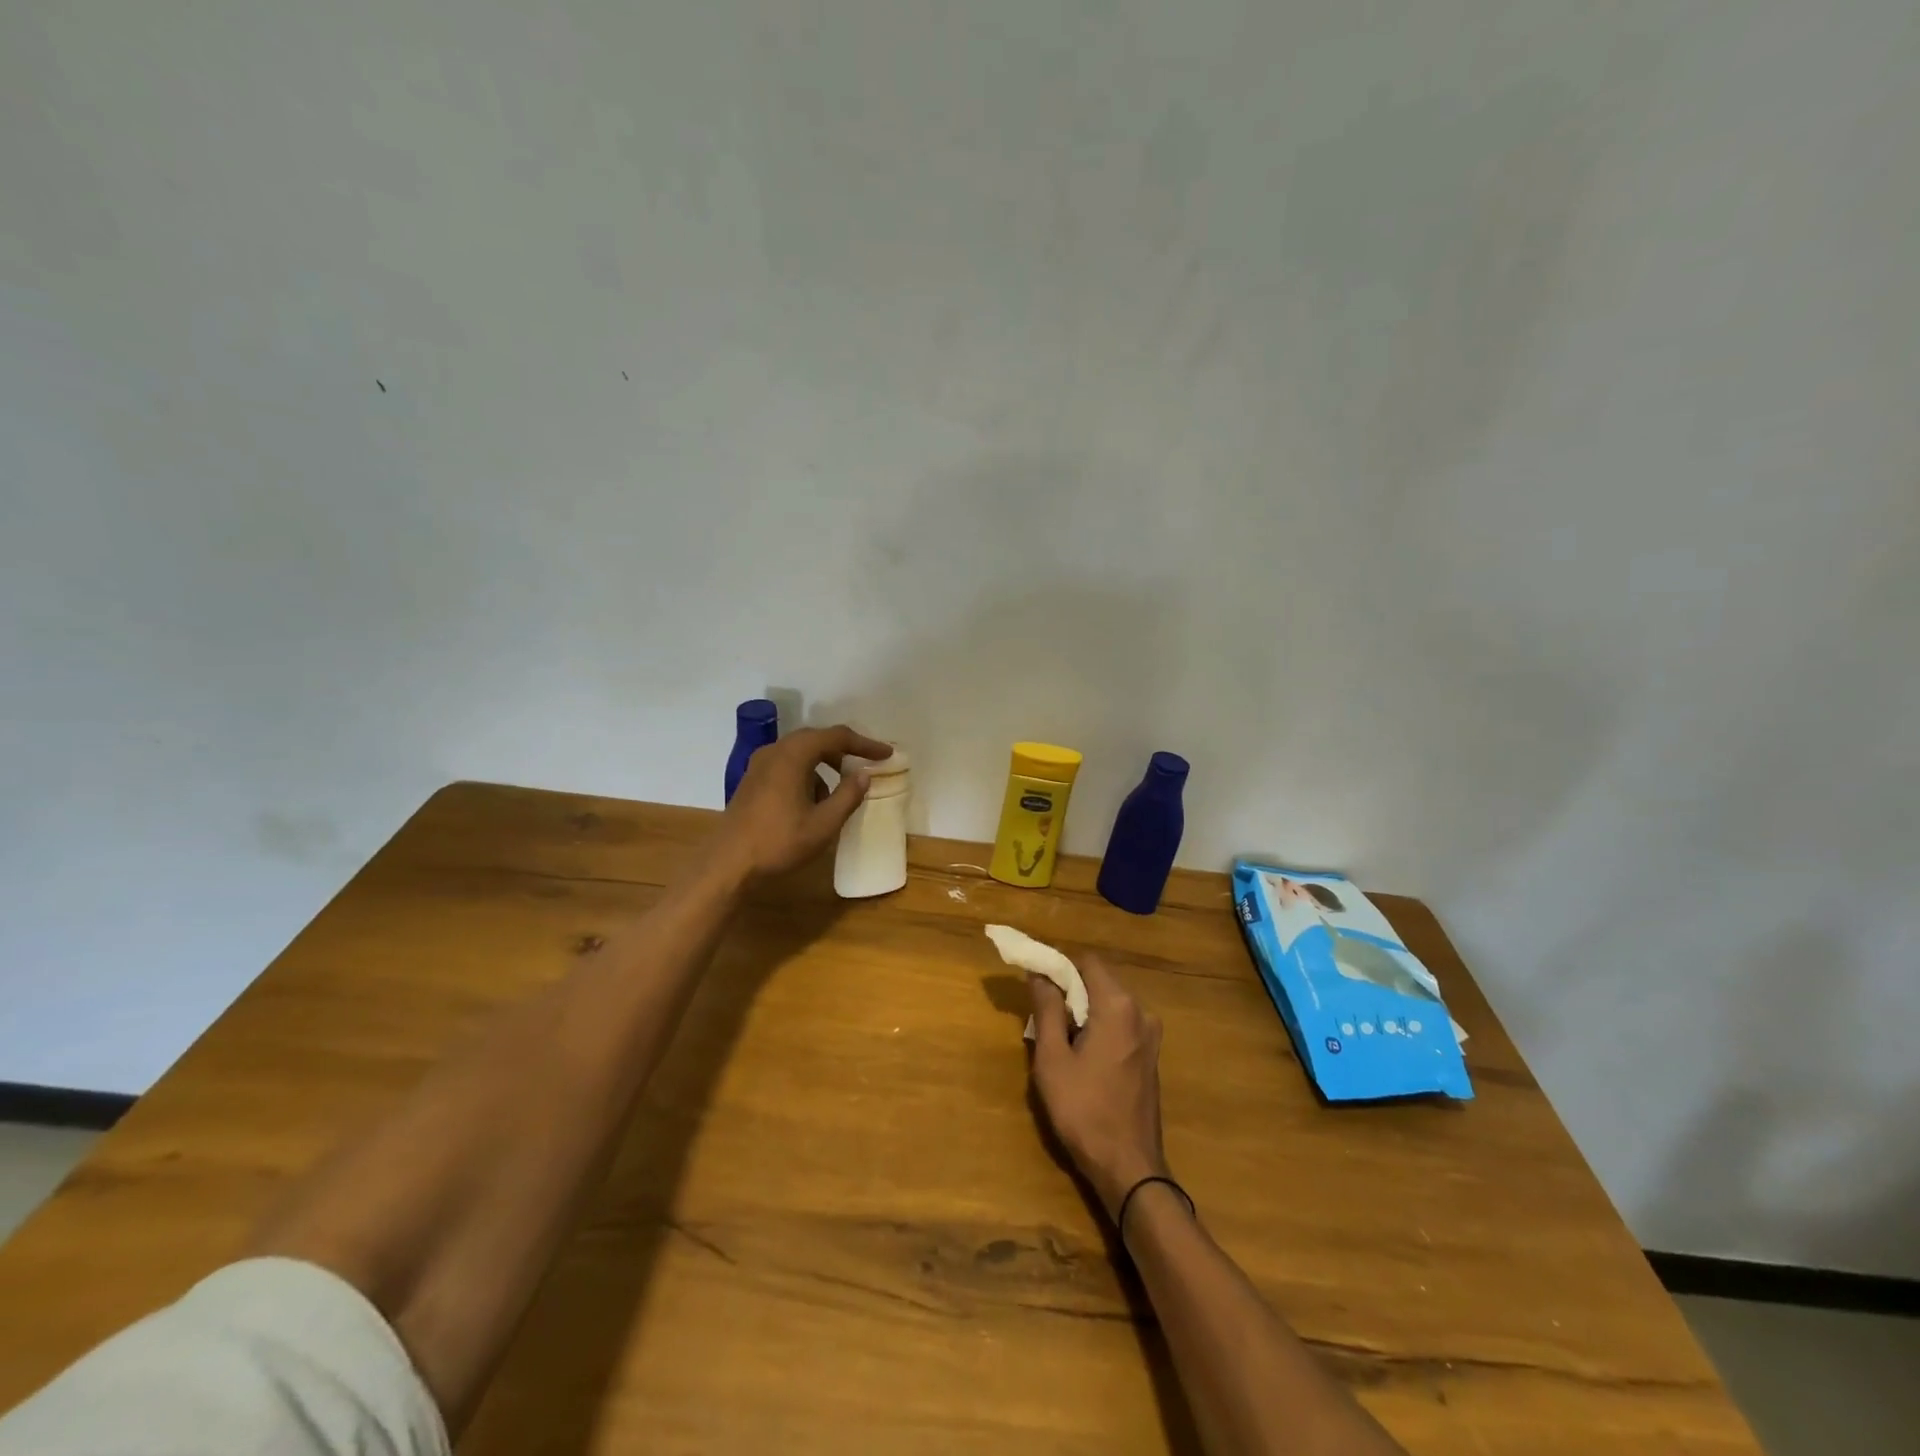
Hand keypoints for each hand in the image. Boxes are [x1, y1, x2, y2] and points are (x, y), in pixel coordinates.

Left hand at [711, 725, 892, 880]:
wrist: (728, 864)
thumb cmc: (779, 842)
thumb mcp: (824, 823)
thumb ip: (848, 795)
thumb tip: (863, 775)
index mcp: (794, 754)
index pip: (837, 737)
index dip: (865, 744)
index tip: (887, 754)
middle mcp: (775, 751)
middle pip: (817, 739)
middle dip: (844, 751)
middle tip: (866, 765)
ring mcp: (759, 764)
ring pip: (801, 752)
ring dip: (824, 764)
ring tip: (840, 790)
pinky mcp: (752, 780)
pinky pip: (787, 765)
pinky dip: (807, 773)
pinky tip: (812, 801)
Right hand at [1027, 954, 1169, 1220]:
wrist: (1129, 1167)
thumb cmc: (1084, 1110)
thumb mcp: (1053, 1059)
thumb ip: (1047, 1010)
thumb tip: (1039, 974)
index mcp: (1118, 1006)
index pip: (1087, 962)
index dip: (1060, 965)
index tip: (1036, 982)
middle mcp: (1141, 1012)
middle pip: (1100, 981)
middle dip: (1070, 990)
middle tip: (1042, 1015)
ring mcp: (1150, 1035)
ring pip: (1110, 1004)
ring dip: (1084, 1011)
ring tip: (1058, 1039)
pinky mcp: (1150, 1056)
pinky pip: (1120, 1025)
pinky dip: (1099, 1027)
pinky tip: (1081, 1056)